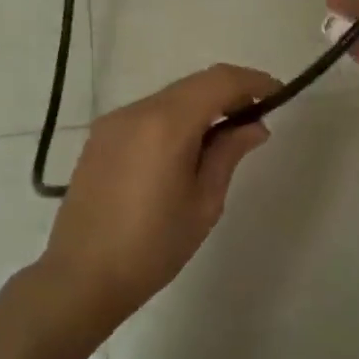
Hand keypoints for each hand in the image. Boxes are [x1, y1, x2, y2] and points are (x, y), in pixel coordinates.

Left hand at [42, 64, 278, 322]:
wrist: (81, 277)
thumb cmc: (152, 246)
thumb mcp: (204, 202)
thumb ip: (228, 153)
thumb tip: (253, 125)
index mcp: (166, 124)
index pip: (219, 81)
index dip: (252, 81)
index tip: (278, 94)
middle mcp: (136, 111)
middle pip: (193, 84)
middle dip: (229, 92)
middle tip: (256, 117)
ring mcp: (113, 122)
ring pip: (170, 98)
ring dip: (201, 106)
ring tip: (224, 137)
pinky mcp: (100, 138)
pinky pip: (148, 115)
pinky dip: (175, 119)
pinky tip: (186, 148)